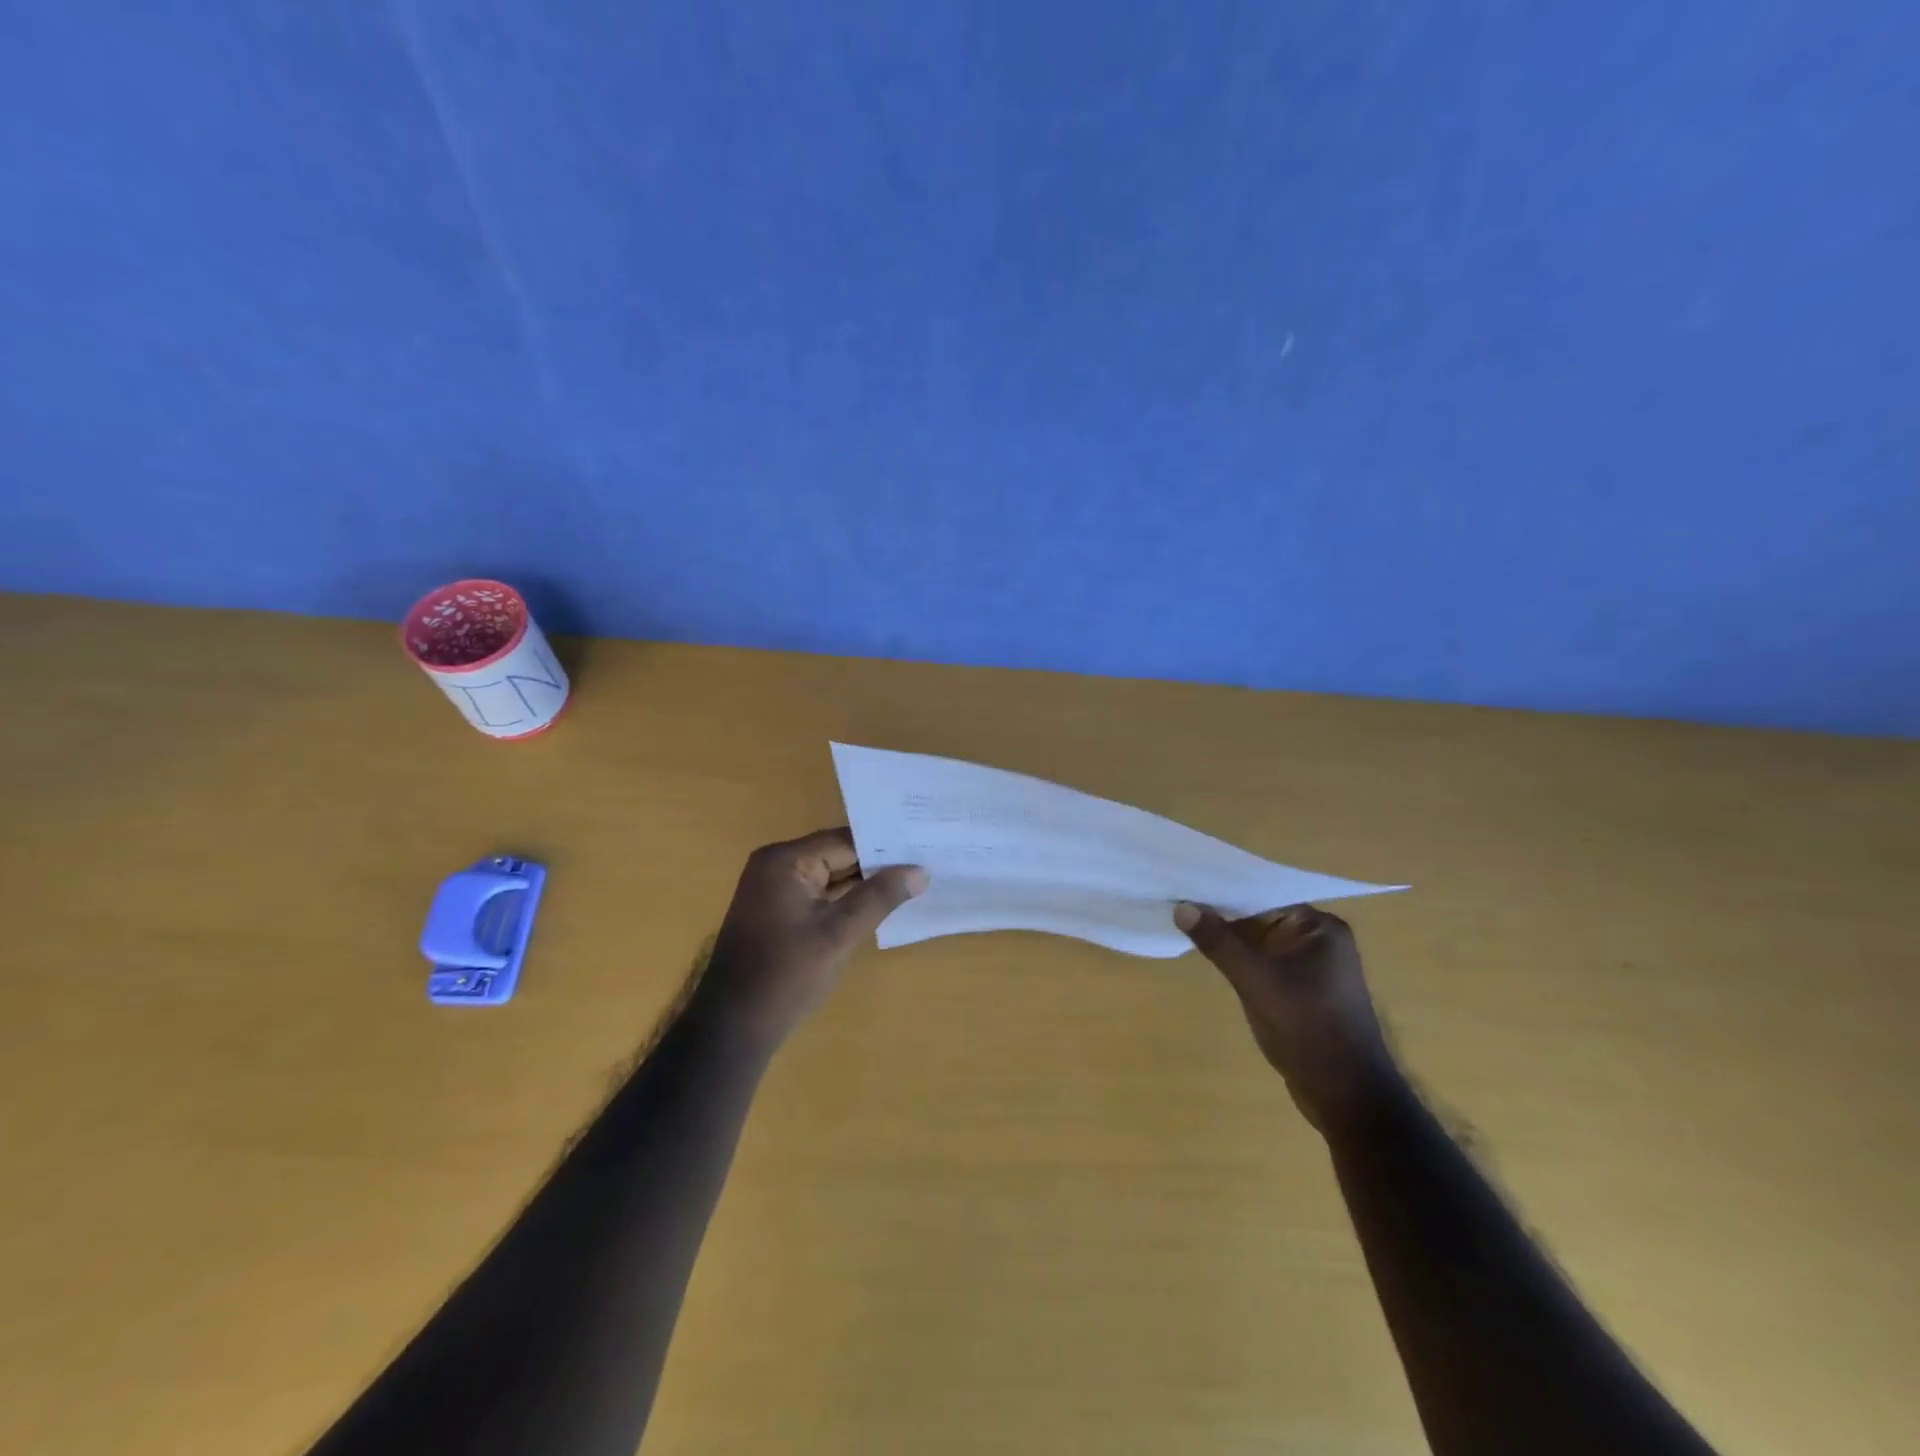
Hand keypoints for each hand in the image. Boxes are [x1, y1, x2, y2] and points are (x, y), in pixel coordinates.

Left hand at [699, 828, 927, 1045]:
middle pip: (837, 854)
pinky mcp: (776, 911)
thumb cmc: (787, 975)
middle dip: (878, 864)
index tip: (924, 847)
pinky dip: (845, 899)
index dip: (886, 847)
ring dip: (864, 882)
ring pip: (830, 875)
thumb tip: (920, 871)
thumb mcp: (840, 934)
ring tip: (913, 880)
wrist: (734, 1027)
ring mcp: (773, 888)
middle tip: (925, 863)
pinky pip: (818, 893)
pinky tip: (879, 903)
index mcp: (785, 860)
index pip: (846, 841)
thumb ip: (880, 897)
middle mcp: (776, 865)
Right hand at [1175, 902, 1399, 1132]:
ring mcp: (1312, 968)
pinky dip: (1240, 961)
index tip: (1186, 887)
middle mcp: (1320, 940)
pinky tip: (1210, 957)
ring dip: (1229, 940)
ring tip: (1185, 926)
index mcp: (1320, 927)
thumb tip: (1182, 907)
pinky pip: (1264, 964)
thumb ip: (1219, 941)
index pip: (1264, 895)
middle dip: (1223, 915)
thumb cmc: (1307, 1027)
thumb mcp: (1255, 979)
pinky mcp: (1302, 992)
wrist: (1347, 1096)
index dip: (1224, 891)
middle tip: (1178, 904)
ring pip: (1260, 942)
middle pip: (1261, 917)